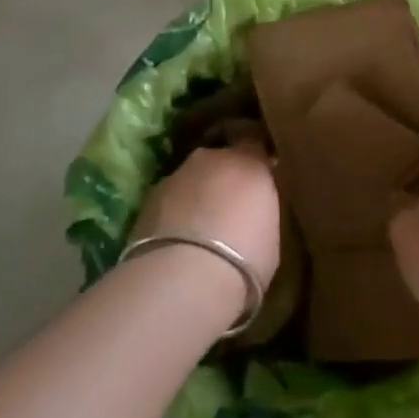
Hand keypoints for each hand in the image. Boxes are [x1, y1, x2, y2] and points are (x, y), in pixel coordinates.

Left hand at [131, 140, 281, 320]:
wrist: (185, 275)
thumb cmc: (245, 257)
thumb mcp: (270, 235)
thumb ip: (259, 212)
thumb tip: (250, 214)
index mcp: (249, 162)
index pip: (255, 142)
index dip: (255, 158)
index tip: (258, 176)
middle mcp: (213, 158)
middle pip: (220, 159)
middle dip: (223, 178)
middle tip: (228, 208)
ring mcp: (177, 174)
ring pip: (192, 179)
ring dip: (196, 196)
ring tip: (198, 230)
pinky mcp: (149, 198)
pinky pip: (170, 200)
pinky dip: (174, 214)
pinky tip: (176, 242)